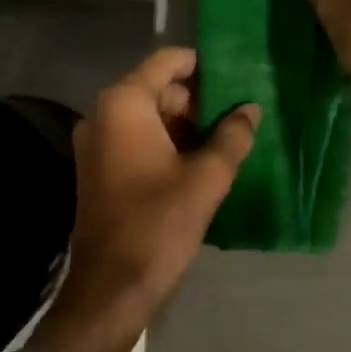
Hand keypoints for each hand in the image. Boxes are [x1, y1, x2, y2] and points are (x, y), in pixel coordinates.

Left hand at [25, 47, 259, 351]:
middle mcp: (104, 115)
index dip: (203, 64)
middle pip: (158, 89)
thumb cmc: (158, 224)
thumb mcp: (207, 178)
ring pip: (151, 117)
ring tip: (231, 135)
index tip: (238, 74)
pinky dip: (169, 143)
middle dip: (200, 99)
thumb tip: (251, 109)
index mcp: (124, 105)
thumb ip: (233, 136)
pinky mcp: (101, 169)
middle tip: (241, 111)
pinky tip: (205, 159)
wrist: (110, 289)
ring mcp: (99, 143)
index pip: (167, 62)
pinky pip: (139, 140)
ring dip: (188, 124)